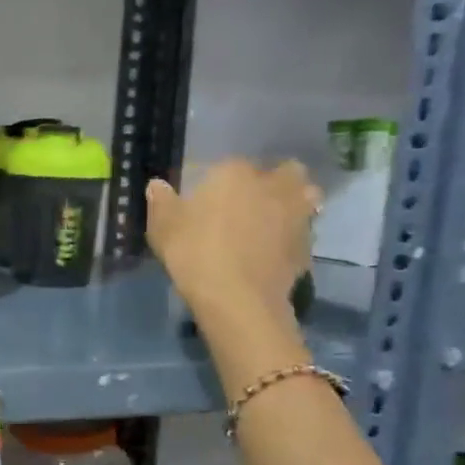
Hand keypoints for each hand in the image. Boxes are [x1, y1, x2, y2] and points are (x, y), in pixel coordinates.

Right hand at [146, 159, 318, 322]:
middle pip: (285, 171)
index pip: (230, 165)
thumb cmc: (195, 253)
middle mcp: (272, 186)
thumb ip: (161, 201)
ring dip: (292, 205)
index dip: (221, 180)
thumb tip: (157, 185)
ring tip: (271, 224)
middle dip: (274, 180)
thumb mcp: (163, 228)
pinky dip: (292, 238)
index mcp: (235, 173)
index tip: (209, 197)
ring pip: (304, 198)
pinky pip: (302, 233)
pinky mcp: (307, 246)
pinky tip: (273, 254)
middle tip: (253, 201)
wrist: (238, 299)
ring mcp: (296, 215)